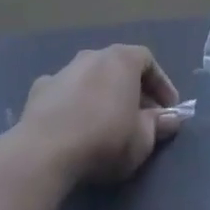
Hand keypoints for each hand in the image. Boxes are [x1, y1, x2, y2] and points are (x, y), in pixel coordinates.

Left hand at [14, 45, 183, 185]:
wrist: (44, 152)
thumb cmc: (104, 139)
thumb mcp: (142, 139)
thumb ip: (158, 125)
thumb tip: (171, 119)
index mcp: (121, 60)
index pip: (148, 61)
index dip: (161, 84)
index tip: (167, 109)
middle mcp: (91, 56)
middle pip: (118, 67)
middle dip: (132, 90)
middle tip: (140, 117)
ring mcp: (62, 71)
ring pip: (90, 78)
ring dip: (101, 95)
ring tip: (106, 123)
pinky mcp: (38, 91)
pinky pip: (64, 93)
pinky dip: (74, 105)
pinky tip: (74, 127)